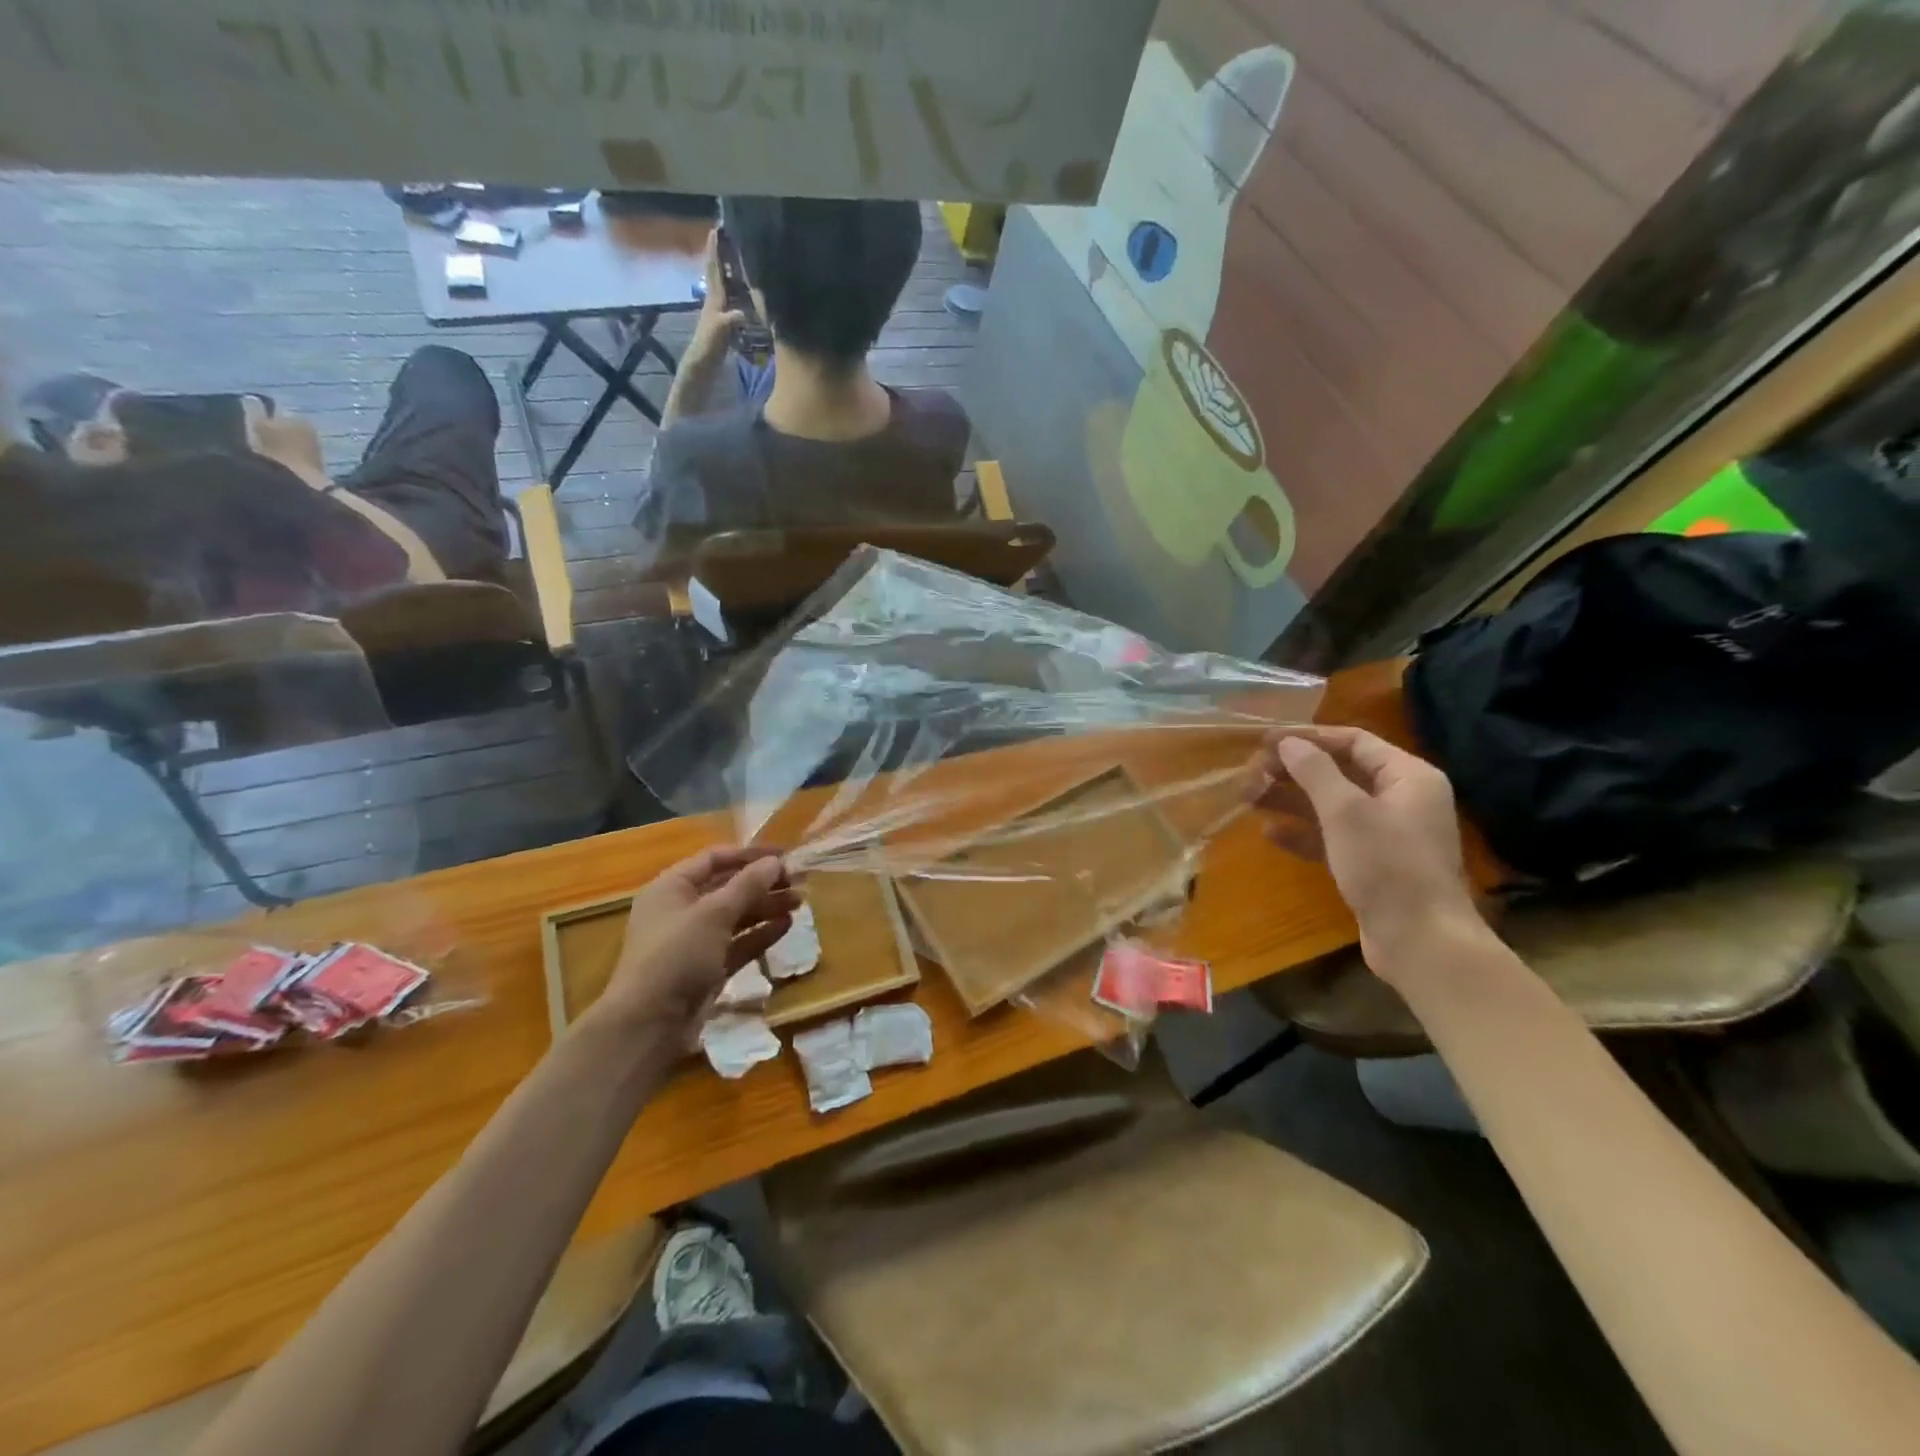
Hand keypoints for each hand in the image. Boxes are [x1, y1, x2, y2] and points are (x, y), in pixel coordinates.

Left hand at [588, 846, 795, 1044]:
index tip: (784, 856)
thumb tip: (776, 862)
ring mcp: (693, 943)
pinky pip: (737, 944)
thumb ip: (748, 885)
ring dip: (766, 907)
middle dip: (762, 883)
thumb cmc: (676, 956)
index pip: (714, 859)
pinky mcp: (706, 970)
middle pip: (727, 888)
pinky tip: (786, 926)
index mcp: (671, 888)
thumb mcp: (714, 913)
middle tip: (798, 881)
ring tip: (799, 902)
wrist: (649, 1025)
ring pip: (735, 917)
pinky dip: (760, 934)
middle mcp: (680, 911)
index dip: (749, 855)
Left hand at [684, 230, 743, 372]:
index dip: (715, 249)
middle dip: (722, 253)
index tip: (717, 228)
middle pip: (718, 271)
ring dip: (729, 268)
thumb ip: (729, 320)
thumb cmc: (709, 346)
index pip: (715, 269)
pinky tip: (745, 287)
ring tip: (739, 255)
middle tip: (729, 235)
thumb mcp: (719, 332)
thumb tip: (743, 312)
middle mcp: (715, 299)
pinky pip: (732, 297)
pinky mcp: (724, 320)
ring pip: (724, 283)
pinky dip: (737, 288)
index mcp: (714, 298)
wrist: (702, 364)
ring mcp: (719, 309)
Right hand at [1250, 726, 1481, 980]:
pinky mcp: (1372, 864)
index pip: (1354, 741)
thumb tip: (1288, 742)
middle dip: (1293, 771)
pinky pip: (1332, 837)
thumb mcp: (1346, 811)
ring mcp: (1387, 834)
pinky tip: (1269, 833)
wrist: (1421, 942)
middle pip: (1339, 772)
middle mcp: (1401, 799)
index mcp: (1409, 776)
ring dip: (1290, 799)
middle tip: (1251, 773)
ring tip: (1249, 797)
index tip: (1265, 740)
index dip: (1308, 737)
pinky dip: (1302, 832)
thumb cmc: (1387, 865)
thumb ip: (1314, 771)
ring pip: (1331, 805)